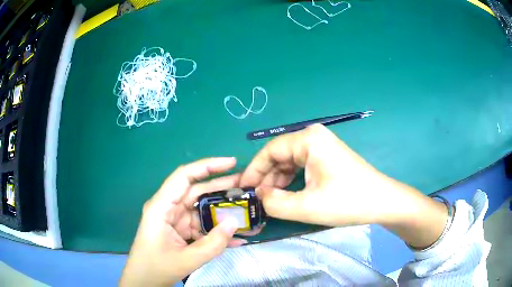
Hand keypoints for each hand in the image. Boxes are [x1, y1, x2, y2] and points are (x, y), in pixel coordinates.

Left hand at [119, 157, 244, 286]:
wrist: (144, 281)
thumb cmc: (156, 267)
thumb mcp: (186, 259)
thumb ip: (212, 244)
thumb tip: (235, 223)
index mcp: (161, 207)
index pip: (184, 176)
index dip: (207, 166)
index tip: (232, 163)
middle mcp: (168, 208)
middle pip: (196, 190)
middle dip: (221, 187)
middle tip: (246, 185)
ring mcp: (175, 220)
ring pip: (201, 208)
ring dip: (222, 210)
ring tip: (247, 209)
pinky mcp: (180, 230)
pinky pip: (201, 225)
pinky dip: (217, 230)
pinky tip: (236, 237)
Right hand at [240, 124, 447, 248]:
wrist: (382, 201)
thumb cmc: (347, 201)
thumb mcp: (306, 207)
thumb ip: (275, 203)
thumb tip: (258, 195)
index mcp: (308, 139)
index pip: (270, 151)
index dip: (254, 170)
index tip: (243, 188)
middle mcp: (313, 137)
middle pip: (279, 155)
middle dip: (266, 178)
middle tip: (256, 199)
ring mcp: (322, 146)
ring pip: (290, 161)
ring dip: (278, 180)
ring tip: (270, 200)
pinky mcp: (327, 156)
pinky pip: (301, 165)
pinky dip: (291, 180)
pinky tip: (287, 194)